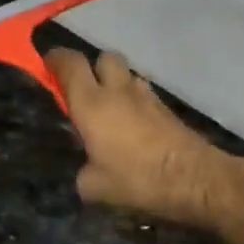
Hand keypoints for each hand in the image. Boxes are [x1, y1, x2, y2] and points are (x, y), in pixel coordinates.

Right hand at [46, 48, 234, 227]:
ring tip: (108, 110)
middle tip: (83, 90)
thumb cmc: (137, 179)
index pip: (69, 63)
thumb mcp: (93, 187)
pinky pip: (143, 94)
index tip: (46, 64)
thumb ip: (82, 171)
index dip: (55, 59)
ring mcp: (146, 96)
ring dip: (115, 84)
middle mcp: (118, 91)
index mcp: (91, 103)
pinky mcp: (167, 109)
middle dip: (91, 67)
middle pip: (103, 57)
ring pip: (126, 74)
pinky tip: (131, 125)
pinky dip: (133, 102)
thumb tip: (86, 169)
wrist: (196, 180)